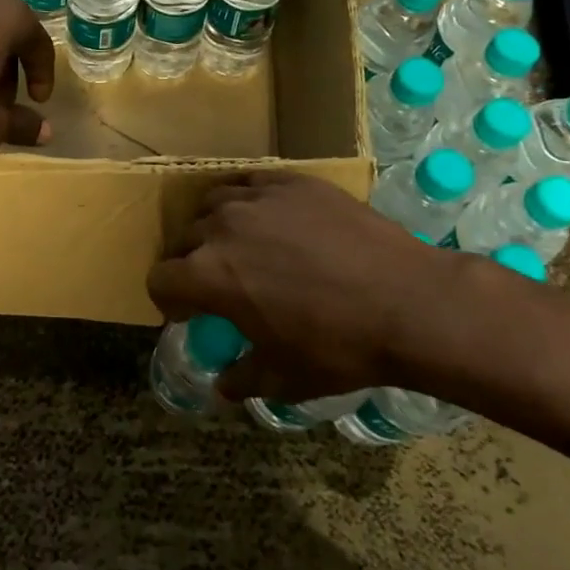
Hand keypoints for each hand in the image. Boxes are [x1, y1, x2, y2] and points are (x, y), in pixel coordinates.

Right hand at [147, 171, 451, 403]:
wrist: (409, 303)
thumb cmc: (339, 346)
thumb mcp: (283, 377)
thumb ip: (241, 380)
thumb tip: (222, 387)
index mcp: (209, 276)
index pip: (160, 279)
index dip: (168, 300)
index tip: (187, 312)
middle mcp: (222, 228)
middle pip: (184, 239)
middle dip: (190, 263)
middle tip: (217, 282)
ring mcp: (259, 199)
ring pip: (212, 203)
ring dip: (214, 226)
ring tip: (240, 243)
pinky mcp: (293, 182)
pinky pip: (251, 182)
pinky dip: (247, 199)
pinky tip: (267, 215)